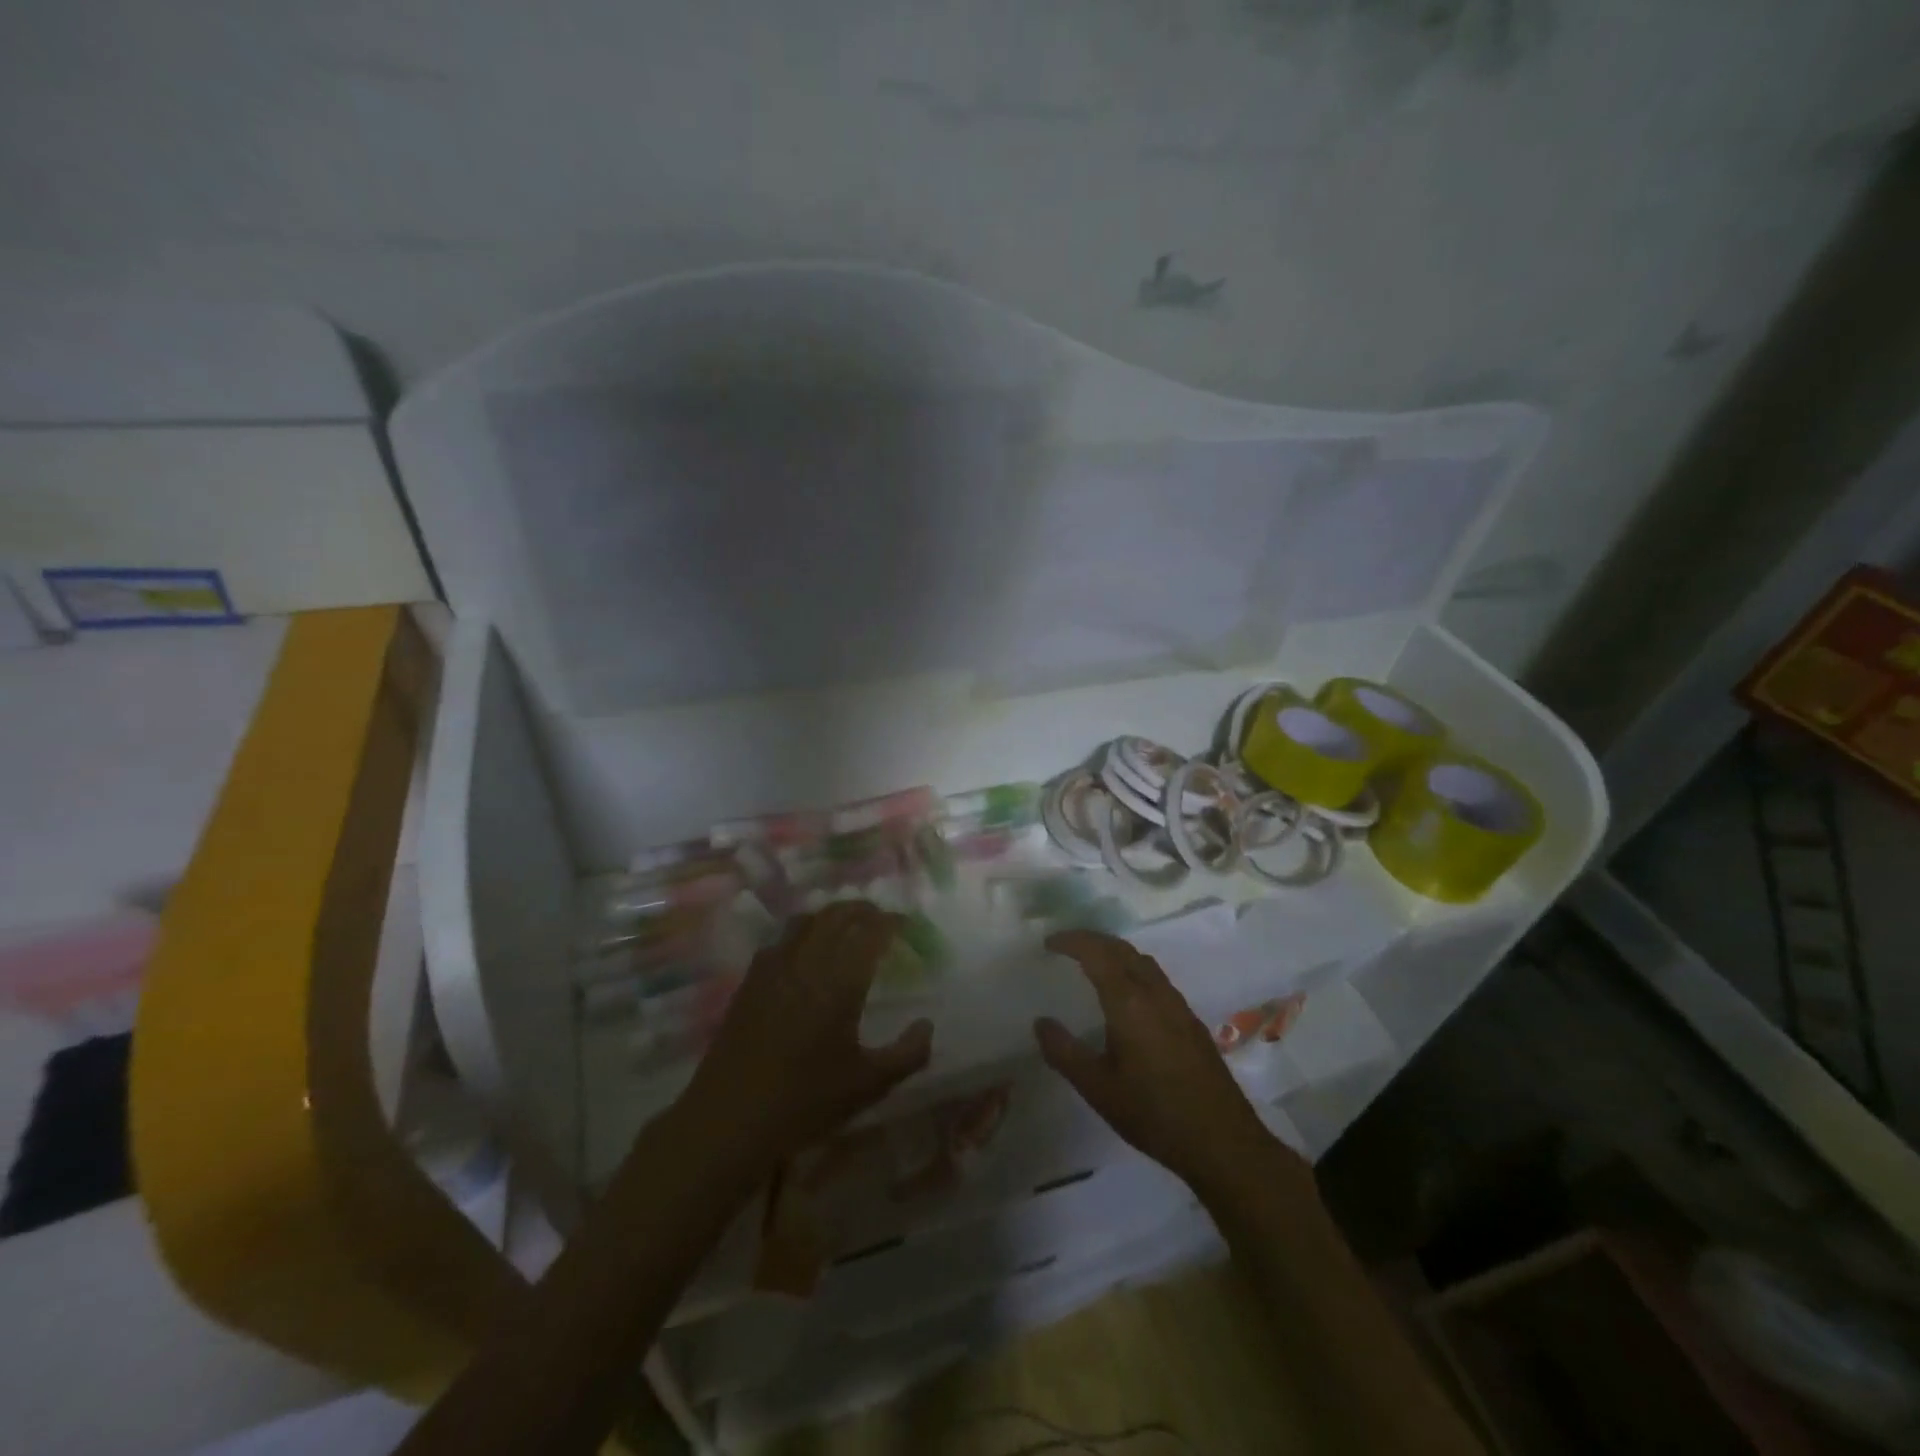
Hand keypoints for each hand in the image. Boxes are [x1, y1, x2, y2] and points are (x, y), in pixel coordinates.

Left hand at [677, 901, 933, 1171]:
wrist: (729, 1120)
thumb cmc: (804, 1102)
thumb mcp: (868, 1085)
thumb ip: (907, 1054)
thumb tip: (927, 1025)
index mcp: (838, 982)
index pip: (869, 932)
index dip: (890, 921)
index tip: (905, 924)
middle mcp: (806, 963)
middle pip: (836, 916)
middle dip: (862, 910)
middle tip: (881, 919)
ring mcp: (773, 969)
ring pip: (805, 921)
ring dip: (830, 916)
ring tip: (846, 928)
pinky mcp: (749, 982)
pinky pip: (780, 940)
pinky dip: (801, 933)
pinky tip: (805, 954)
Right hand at [1035, 930, 1295, 1193]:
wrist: (1222, 1141)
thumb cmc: (1153, 1114)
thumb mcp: (1098, 1088)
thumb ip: (1065, 1052)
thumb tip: (1040, 1022)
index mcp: (1129, 1002)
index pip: (1097, 952)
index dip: (1072, 941)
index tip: (1049, 943)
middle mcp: (1155, 993)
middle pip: (1122, 949)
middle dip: (1092, 940)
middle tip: (1066, 947)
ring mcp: (1178, 1005)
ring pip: (1142, 961)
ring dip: (1115, 952)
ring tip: (1092, 965)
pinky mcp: (1191, 1020)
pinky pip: (1156, 978)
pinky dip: (1133, 969)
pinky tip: (1127, 997)